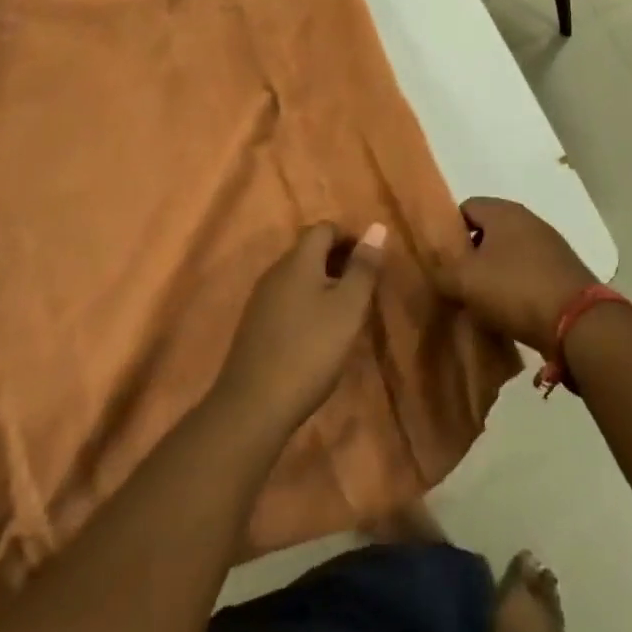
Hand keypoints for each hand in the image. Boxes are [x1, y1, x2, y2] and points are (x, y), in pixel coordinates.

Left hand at [215, 223, 386, 441]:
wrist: (253, 405)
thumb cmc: (310, 350)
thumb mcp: (348, 307)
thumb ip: (364, 267)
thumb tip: (377, 226)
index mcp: (298, 260)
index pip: (325, 229)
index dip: (350, 237)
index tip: (371, 261)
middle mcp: (276, 271)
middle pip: (309, 250)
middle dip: (338, 259)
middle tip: (363, 286)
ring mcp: (261, 299)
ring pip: (298, 275)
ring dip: (323, 282)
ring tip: (346, 310)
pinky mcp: (254, 325)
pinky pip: (287, 298)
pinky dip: (307, 302)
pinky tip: (318, 332)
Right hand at [437, 198, 598, 357]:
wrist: (578, 322)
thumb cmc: (515, 290)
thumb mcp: (465, 281)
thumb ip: (440, 269)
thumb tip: (432, 266)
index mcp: (503, 211)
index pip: (465, 208)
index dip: (449, 232)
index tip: (442, 260)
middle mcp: (528, 219)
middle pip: (488, 230)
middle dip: (471, 254)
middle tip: (458, 282)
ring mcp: (550, 244)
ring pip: (508, 252)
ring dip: (494, 272)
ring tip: (482, 301)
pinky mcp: (563, 269)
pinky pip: (528, 271)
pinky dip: (516, 285)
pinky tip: (510, 310)